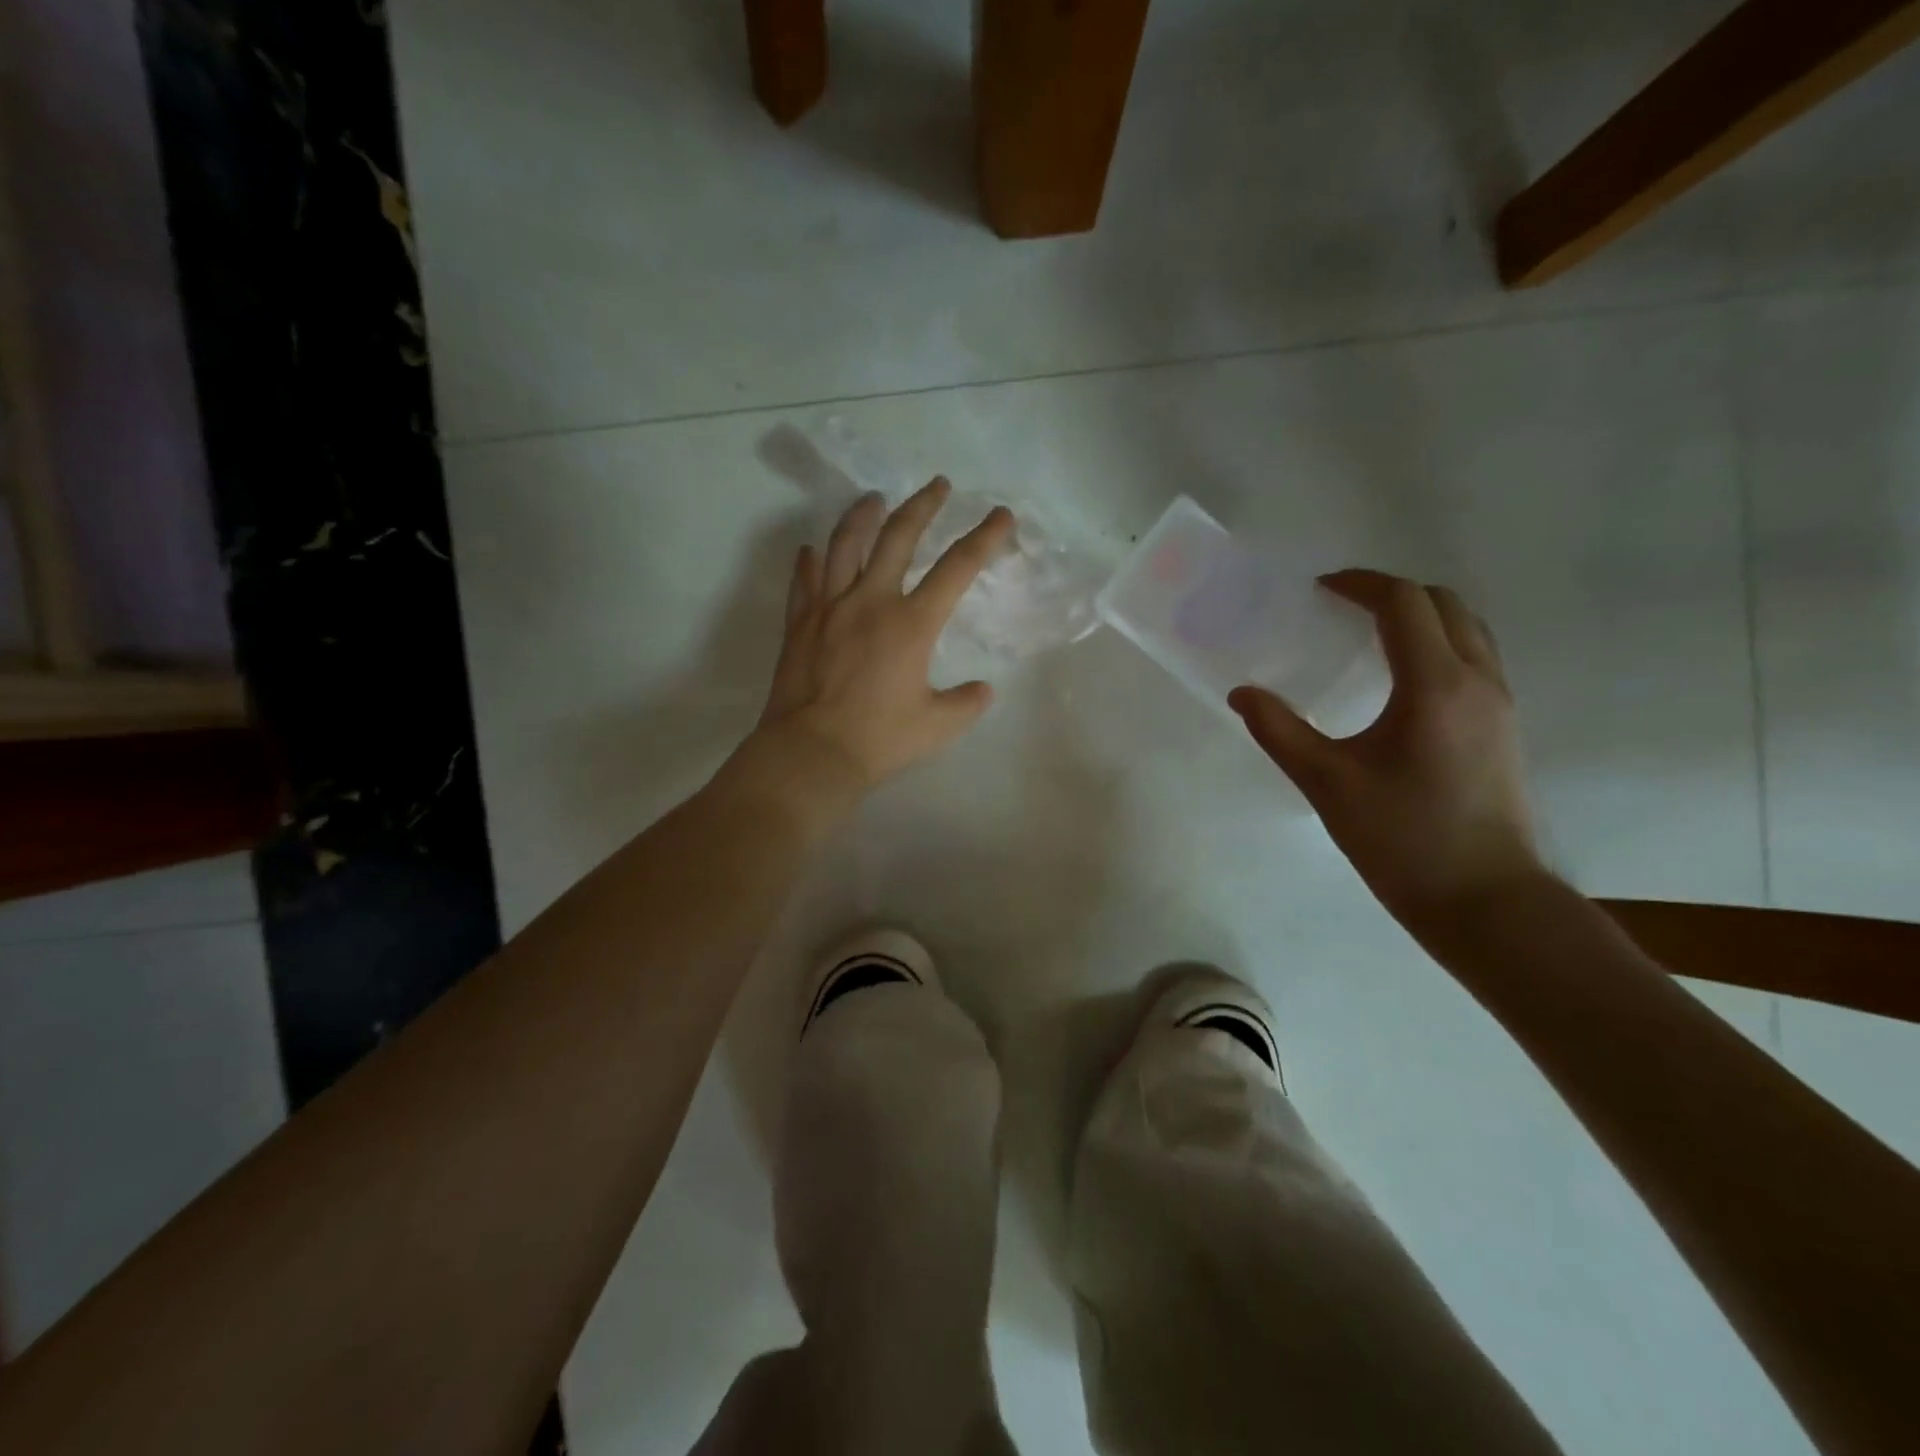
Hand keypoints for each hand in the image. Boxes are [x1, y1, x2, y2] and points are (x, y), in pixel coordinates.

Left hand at [754, 478, 1013, 799]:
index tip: (1001, 514)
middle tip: (937, 484)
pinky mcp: (800, 622)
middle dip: (922, 505)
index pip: (957, 568)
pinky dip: (811, 561)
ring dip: (863, 515)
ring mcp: (829, 607)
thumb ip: (966, 703)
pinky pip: (805, 580)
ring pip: (845, 544)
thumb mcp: (938, 726)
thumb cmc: (879, 739)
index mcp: (911, 623)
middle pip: (898, 537)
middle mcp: (871, 601)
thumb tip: (982, 690)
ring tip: (873, 498)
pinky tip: (812, 550)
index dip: (984, 538)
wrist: (811, 752)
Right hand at [1229, 569, 1545, 928]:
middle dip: (1392, 592)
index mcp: (1435, 685)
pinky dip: (1437, 644)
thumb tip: (1242, 693)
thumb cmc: (1402, 838)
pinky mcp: (1503, 728)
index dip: (1360, 584)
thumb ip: (1279, 730)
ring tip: (1368, 634)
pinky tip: (1399, 680)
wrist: (1486, 901)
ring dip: (1419, 615)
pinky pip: (1474, 658)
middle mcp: (1477, 681)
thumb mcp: (1327, 783)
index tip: (1319, 589)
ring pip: (1467, 629)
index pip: (1403, 603)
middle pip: (1444, 603)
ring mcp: (1499, 704)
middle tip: (1341, 606)